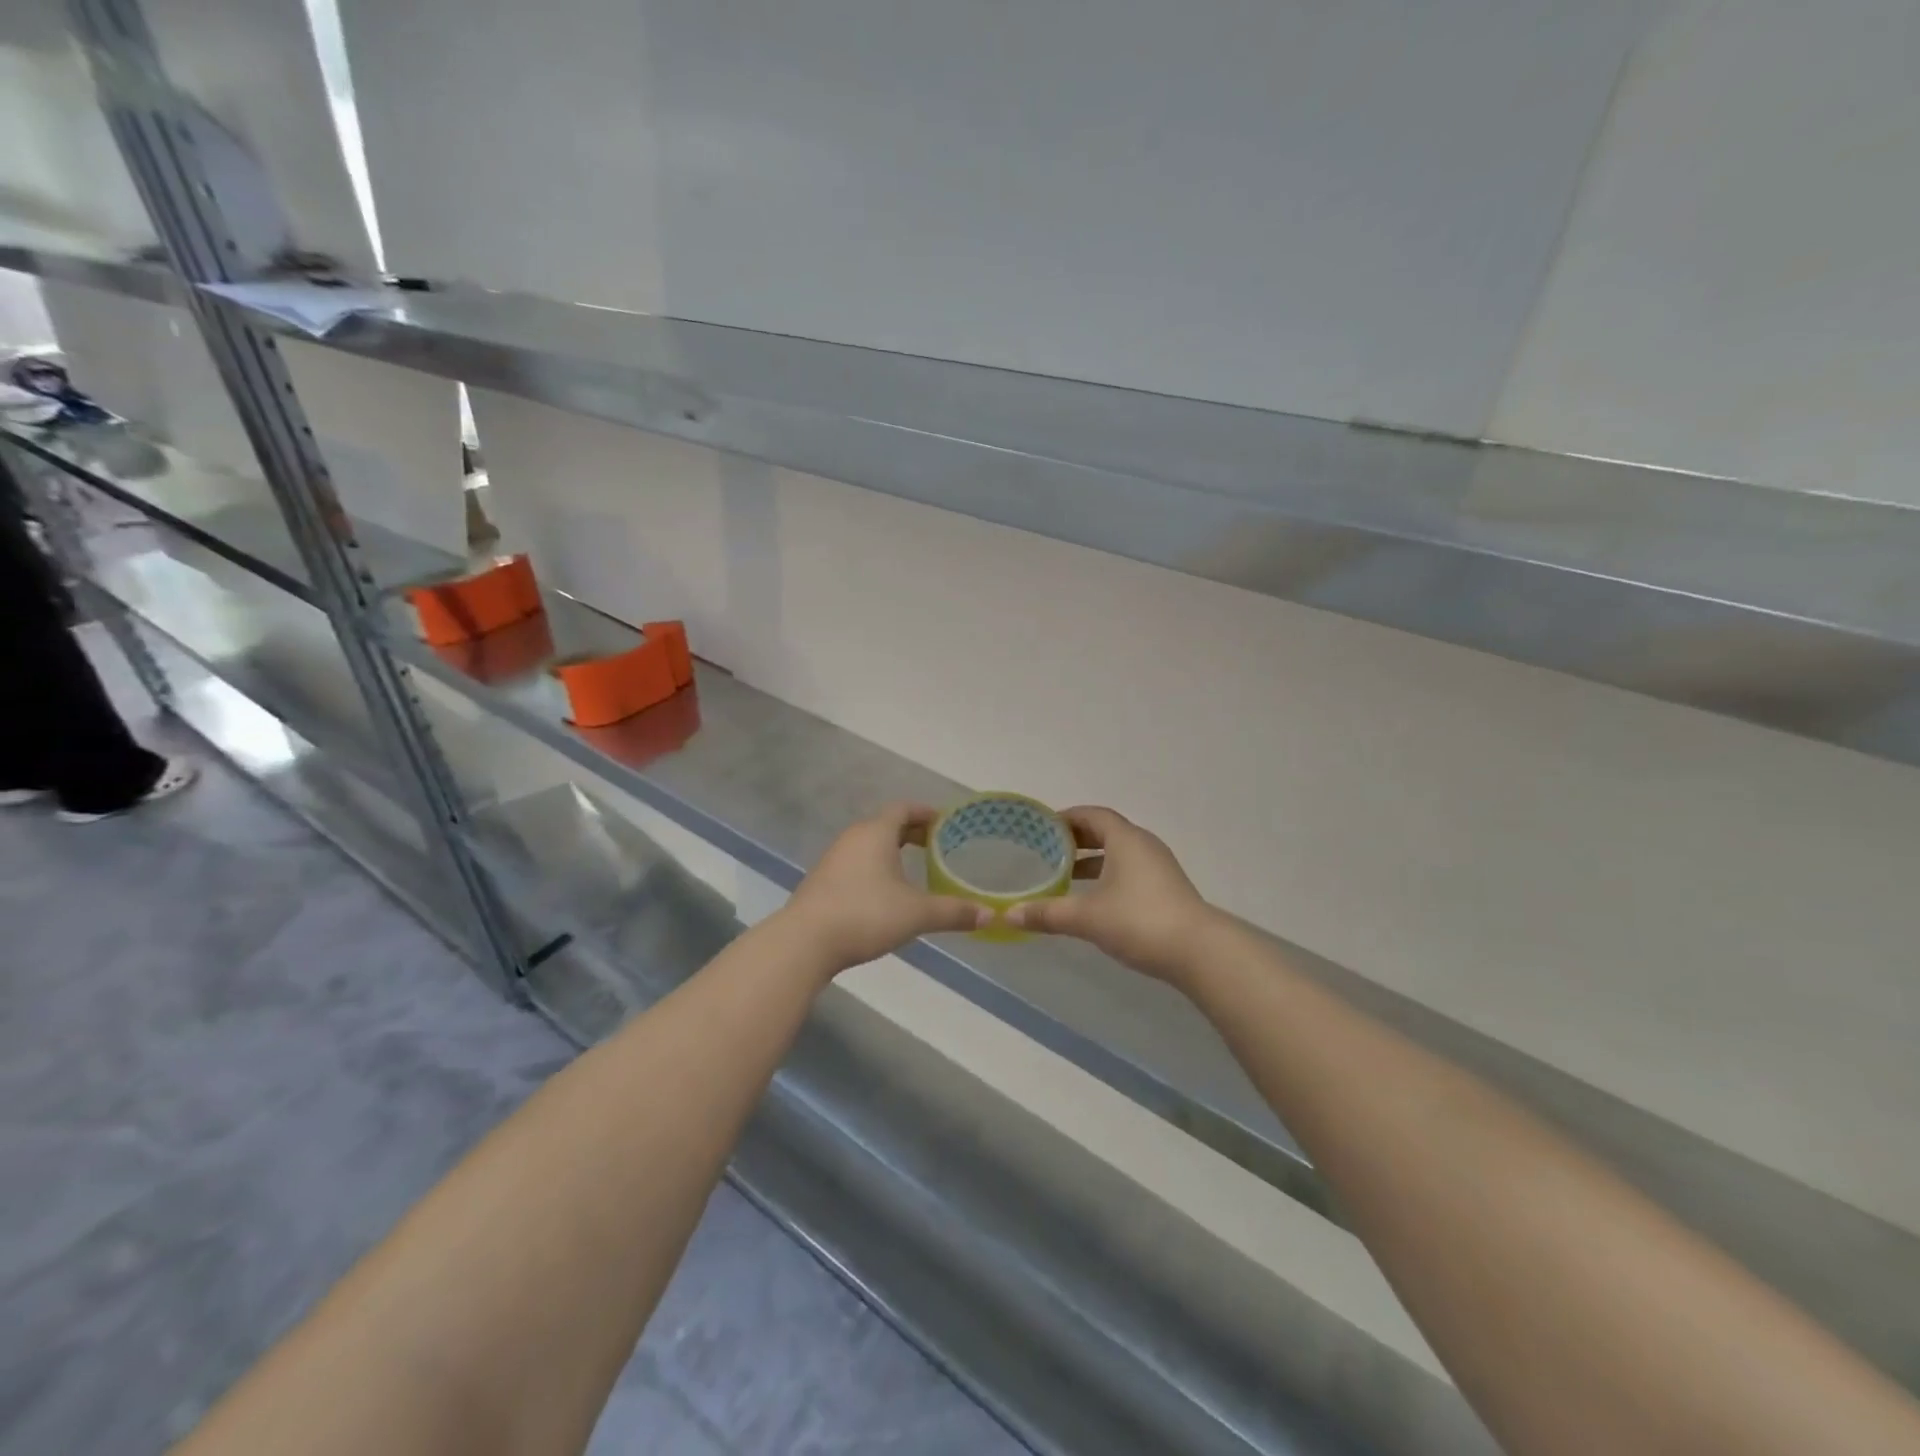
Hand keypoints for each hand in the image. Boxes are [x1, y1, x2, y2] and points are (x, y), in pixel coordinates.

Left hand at [781, 803, 989, 974]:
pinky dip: (874, 867)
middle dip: (911, 832)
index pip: (903, 809)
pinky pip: (855, 862)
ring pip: (868, 844)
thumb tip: (989, 916)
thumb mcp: (917, 914)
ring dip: (890, 850)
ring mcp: (833, 858)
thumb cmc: (866, 914)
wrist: (805, 941)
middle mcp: (853, 838)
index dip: (925, 812)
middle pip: (885, 824)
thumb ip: (953, 912)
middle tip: (935, 845)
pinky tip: (883, 892)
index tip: (944, 822)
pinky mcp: (822, 880)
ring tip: (912, 869)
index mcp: (876, 833)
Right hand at [1006, 806, 1213, 983]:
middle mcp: (1144, 846)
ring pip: (1119, 853)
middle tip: (1047, 850)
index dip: (1067, 818)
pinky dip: (1108, 875)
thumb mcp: (1086, 917)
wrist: (1199, 951)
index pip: (1093, 815)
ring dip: (1093, 860)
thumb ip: (1047, 913)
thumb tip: (1009, 915)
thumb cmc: (1139, 920)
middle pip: (1106, 832)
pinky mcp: (1166, 889)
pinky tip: (1094, 899)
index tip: (1042, 827)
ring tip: (1065, 876)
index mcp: (1125, 839)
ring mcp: (1159, 868)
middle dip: (1076, 839)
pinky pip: (1130, 870)